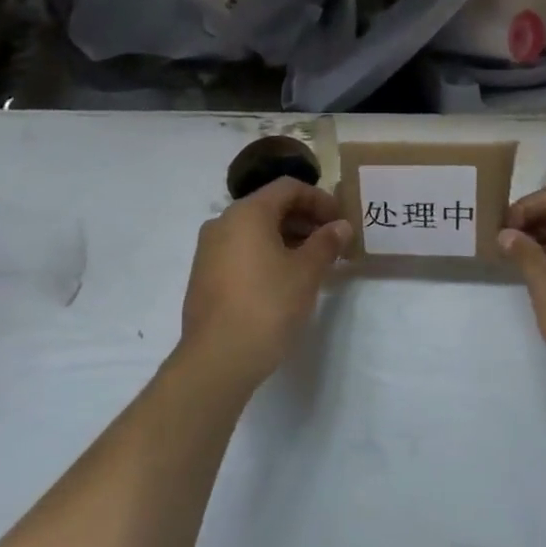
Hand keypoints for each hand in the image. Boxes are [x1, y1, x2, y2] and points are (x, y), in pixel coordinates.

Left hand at [178, 178, 351, 392]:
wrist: (218, 358)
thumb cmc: (267, 305)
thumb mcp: (306, 272)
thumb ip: (326, 243)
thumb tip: (341, 226)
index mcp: (247, 212)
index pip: (288, 188)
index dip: (319, 199)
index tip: (340, 221)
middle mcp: (223, 222)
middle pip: (270, 207)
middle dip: (304, 220)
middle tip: (332, 242)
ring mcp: (209, 250)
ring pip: (255, 231)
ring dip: (287, 238)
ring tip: (314, 263)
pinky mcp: (204, 275)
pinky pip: (241, 251)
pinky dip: (266, 254)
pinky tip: (285, 279)